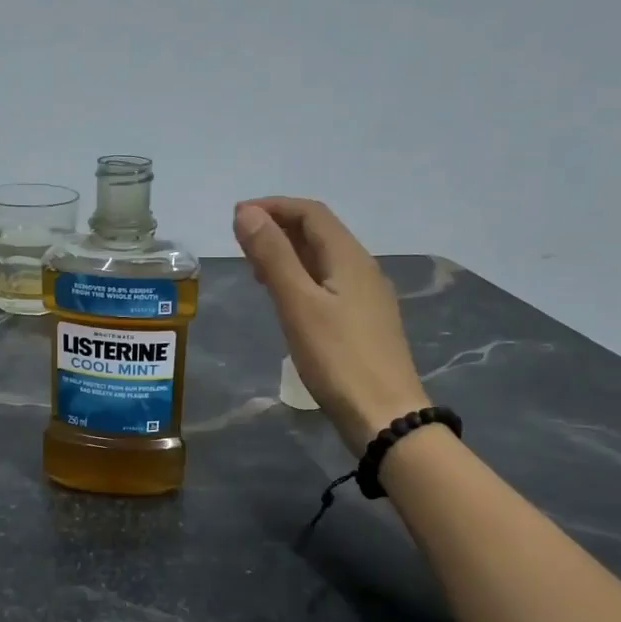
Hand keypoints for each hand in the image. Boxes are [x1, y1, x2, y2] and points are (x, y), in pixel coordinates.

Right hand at [233, 197, 429, 450]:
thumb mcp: (298, 304)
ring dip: (289, 253)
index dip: (274, 206)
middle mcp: (362, 269)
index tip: (236, 216)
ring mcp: (366, 297)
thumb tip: (247, 213)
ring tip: (255, 267)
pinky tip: (286, 300)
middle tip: (240, 241)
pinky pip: (328, 284)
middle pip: (319, 233)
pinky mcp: (363, 322)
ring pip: (323, 259)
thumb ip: (273, 257)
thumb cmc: (338, 358)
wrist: (384, 415)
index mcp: (349, 258)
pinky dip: (301, 278)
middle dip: (279, 227)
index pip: (311, 213)